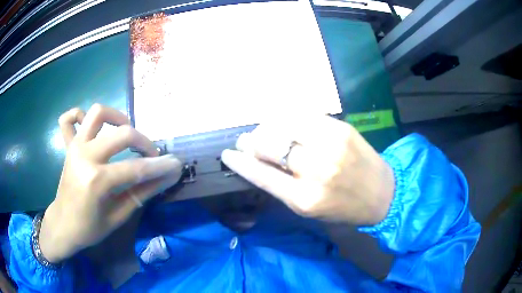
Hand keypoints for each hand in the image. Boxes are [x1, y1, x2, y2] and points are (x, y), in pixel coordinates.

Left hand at [40, 104, 181, 262]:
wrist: (63, 225)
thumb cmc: (89, 228)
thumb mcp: (118, 217)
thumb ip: (141, 193)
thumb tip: (166, 178)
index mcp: (96, 180)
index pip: (136, 168)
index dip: (160, 167)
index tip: (176, 164)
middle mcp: (85, 155)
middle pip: (122, 134)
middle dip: (144, 143)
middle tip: (151, 156)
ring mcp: (75, 146)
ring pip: (98, 113)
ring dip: (116, 117)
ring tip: (125, 132)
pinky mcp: (68, 145)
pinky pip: (69, 118)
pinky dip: (80, 116)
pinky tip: (91, 129)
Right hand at [221, 115, 394, 225]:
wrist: (382, 193)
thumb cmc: (343, 208)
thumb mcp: (308, 209)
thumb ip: (281, 187)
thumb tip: (256, 162)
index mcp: (304, 198)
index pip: (260, 174)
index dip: (239, 162)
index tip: (227, 154)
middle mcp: (316, 170)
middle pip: (269, 144)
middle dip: (251, 142)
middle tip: (246, 142)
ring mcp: (330, 144)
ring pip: (283, 124)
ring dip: (268, 127)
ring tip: (265, 132)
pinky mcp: (341, 127)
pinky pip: (304, 116)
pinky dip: (288, 119)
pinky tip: (286, 125)